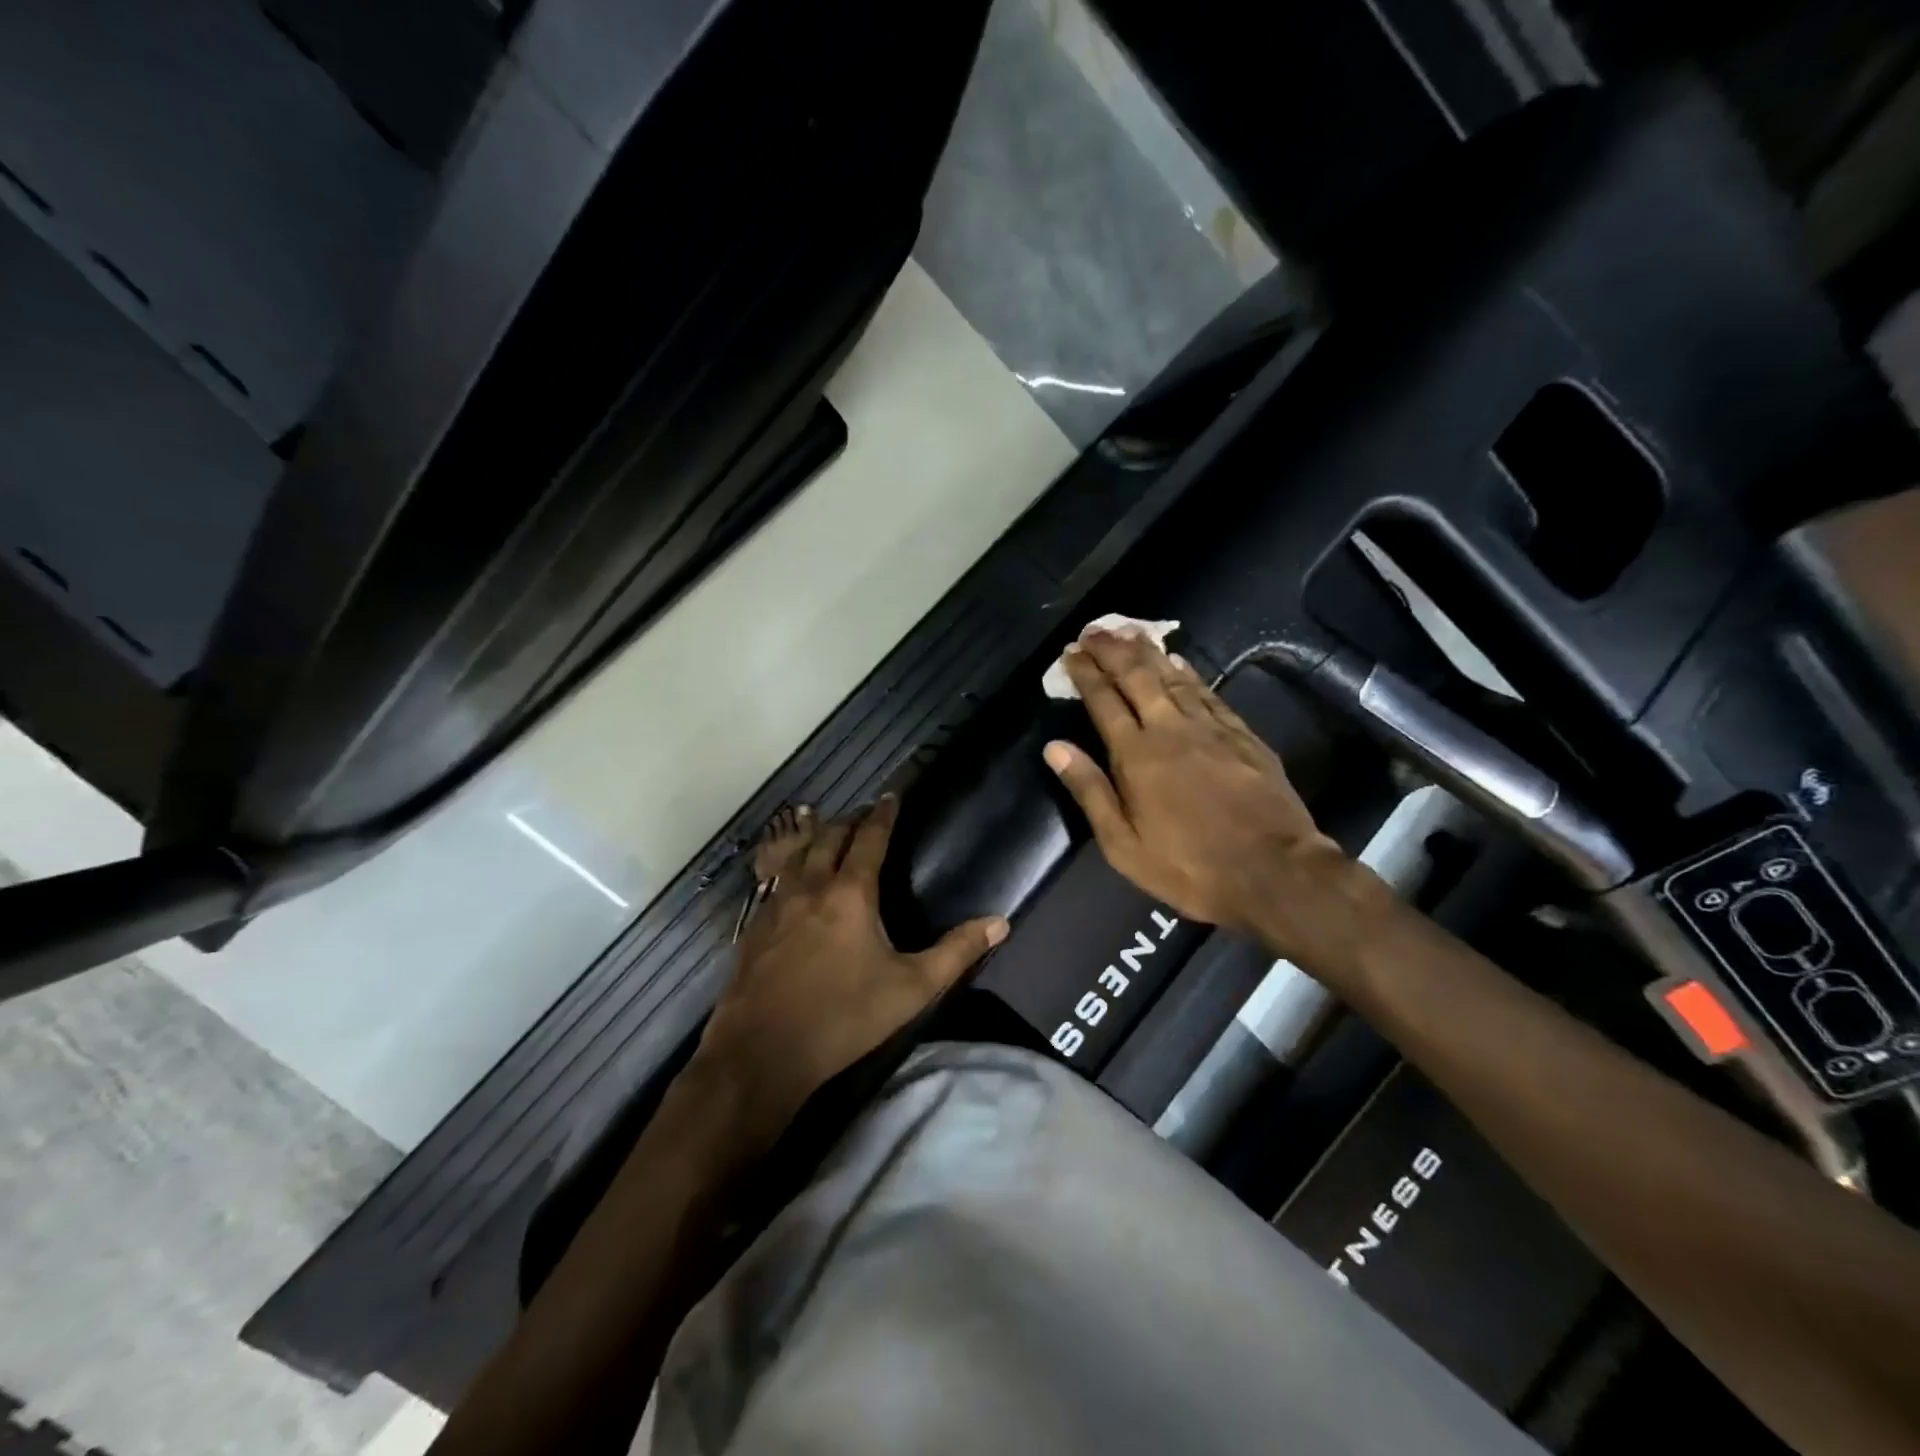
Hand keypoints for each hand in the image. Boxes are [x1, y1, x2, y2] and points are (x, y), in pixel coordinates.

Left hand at [694, 796, 1008, 1144]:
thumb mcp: (911, 989)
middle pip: (829, 837)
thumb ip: (956, 952)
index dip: (882, 814)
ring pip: (797, 855)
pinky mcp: (755, 927)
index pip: (869, 838)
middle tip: (864, 813)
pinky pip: (775, 881)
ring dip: (815, 837)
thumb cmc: (844, 1017)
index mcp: (850, 893)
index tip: (890, 796)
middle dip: (849, 820)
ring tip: (826, 831)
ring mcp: (777, 905)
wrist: (762, 1051)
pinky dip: (789, 866)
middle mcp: (811, 886)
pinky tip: (791, 879)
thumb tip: (999, 923)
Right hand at [1047, 629, 1368, 963]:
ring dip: (1148, 652)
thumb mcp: (1124, 844)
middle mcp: (1170, 729)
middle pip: (1137, 677)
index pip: (1104, 701)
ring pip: (1173, 677)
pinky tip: (1179, 662)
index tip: (1071, 653)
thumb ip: (1089, 791)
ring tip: (1129, 632)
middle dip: (1113, 650)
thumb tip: (1054, 747)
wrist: (1274, 872)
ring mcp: (1211, 728)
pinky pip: (1207, 693)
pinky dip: (1188, 673)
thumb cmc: (1189, 866)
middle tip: (1094, 630)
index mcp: (1137, 755)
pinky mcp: (1242, 735)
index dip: (1086, 673)